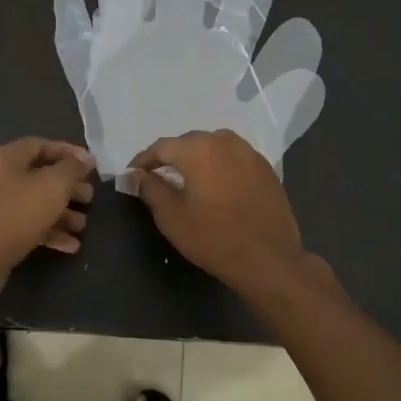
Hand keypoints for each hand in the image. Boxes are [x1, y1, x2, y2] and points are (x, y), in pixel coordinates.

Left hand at [0, 137, 95, 302]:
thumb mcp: (53, 186)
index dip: (68, 152)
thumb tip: (85, 159)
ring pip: (34, 204)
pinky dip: (48, 232)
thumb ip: (72, 169)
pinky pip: (25, 226)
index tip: (91, 165)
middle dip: (68, 187)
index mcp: (5, 158)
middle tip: (89, 198)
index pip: (40, 145)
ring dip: (61, 213)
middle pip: (39, 176)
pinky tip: (70, 246)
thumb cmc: (17, 213)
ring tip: (82, 226)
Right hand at [128, 129, 324, 294]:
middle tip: (157, 176)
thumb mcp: (171, 216)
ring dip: (197, 159)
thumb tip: (135, 175)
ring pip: (214, 147)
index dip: (143, 160)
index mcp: (198, 148)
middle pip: (189, 142)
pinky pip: (234, 159)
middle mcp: (225, 141)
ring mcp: (250, 153)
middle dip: (170, 157)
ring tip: (186, 179)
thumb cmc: (213, 237)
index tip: (132, 175)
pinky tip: (216, 186)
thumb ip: (150, 188)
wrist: (268, 259)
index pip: (162, 147)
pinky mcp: (266, 169)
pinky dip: (219, 166)